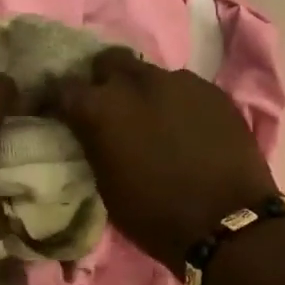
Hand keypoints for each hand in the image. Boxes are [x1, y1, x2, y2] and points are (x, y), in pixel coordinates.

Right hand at [54, 47, 277, 266]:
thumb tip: (89, 131)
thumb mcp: (107, 185)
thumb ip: (94, 145)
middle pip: (109, 61)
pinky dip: (176, 103)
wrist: (227, 223)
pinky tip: (183, 127)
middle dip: (103, 79)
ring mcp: (180, 82)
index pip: (63, 88)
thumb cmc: (155, 216)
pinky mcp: (213, 91)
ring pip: (150, 73)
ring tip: (151, 119)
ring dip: (143, 92)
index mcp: (102, 108)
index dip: (57, 100)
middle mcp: (138, 82)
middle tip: (108, 107)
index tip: (58, 112)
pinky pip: (184, 88)